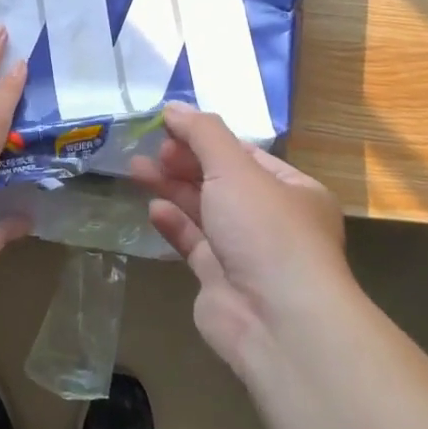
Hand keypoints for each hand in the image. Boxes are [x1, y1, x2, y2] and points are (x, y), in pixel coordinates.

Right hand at [130, 102, 350, 377]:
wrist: (277, 321)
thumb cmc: (265, 230)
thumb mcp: (235, 168)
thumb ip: (203, 134)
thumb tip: (174, 107)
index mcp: (292, 189)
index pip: (244, 153)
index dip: (205, 136)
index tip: (167, 124)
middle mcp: (272, 219)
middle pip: (221, 180)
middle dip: (184, 162)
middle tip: (152, 149)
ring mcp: (246, 252)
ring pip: (204, 210)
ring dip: (172, 188)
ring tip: (136, 169)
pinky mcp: (220, 280)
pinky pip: (194, 243)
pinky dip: (174, 224)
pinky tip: (153, 210)